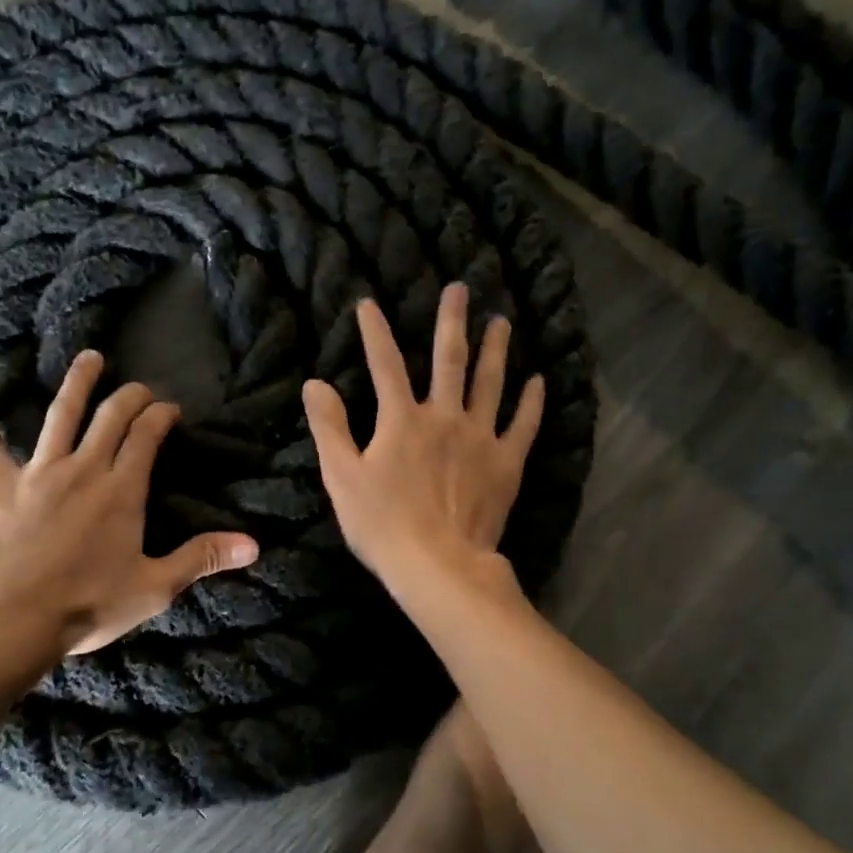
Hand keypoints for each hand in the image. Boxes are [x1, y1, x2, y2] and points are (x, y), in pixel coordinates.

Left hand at [0, 351, 259, 655]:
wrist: (13, 619)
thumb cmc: (89, 604)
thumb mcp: (155, 587)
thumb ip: (202, 558)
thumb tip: (253, 544)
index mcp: (122, 489)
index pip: (146, 435)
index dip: (161, 415)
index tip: (171, 409)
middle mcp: (83, 468)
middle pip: (110, 416)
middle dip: (130, 395)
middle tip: (140, 387)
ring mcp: (38, 473)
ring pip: (60, 415)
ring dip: (77, 384)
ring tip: (89, 358)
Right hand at [302, 282, 543, 594]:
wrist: (437, 564)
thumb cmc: (382, 524)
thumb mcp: (342, 476)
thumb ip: (329, 428)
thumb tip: (314, 383)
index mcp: (402, 420)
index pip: (384, 364)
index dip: (374, 332)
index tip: (369, 302)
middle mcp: (444, 417)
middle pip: (449, 360)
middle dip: (451, 321)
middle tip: (461, 288)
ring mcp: (480, 438)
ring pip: (490, 383)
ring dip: (496, 350)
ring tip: (502, 321)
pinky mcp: (506, 464)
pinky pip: (522, 426)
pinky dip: (531, 403)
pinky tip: (538, 380)